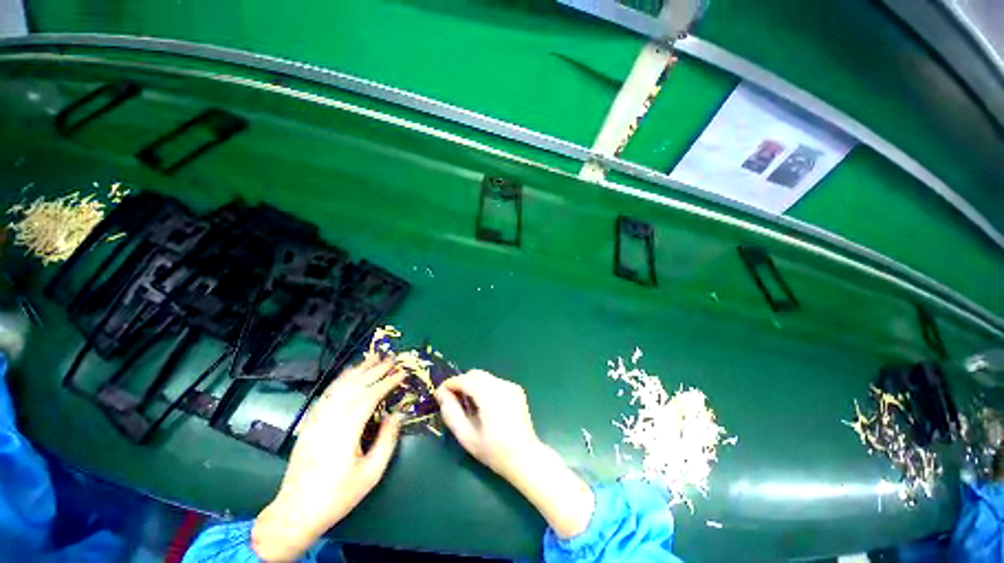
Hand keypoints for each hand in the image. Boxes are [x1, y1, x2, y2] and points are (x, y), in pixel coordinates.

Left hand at [252, 356, 405, 561]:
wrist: (297, 510)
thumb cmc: (338, 495)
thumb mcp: (371, 473)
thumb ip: (387, 440)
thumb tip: (397, 414)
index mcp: (346, 431)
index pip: (370, 396)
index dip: (387, 382)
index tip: (402, 372)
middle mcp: (330, 419)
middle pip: (355, 386)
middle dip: (376, 370)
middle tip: (392, 358)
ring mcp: (317, 419)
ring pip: (339, 386)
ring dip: (358, 370)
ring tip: (373, 357)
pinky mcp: (310, 422)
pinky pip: (327, 394)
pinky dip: (340, 380)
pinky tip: (349, 374)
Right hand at [434, 370, 541, 481]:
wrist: (525, 457)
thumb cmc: (494, 451)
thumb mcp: (467, 436)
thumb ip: (451, 413)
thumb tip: (440, 393)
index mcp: (491, 396)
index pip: (466, 380)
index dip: (451, 383)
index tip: (440, 393)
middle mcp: (502, 385)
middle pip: (476, 374)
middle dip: (461, 383)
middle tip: (453, 400)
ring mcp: (511, 386)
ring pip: (485, 377)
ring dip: (473, 385)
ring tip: (469, 405)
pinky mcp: (516, 389)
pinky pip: (494, 382)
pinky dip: (484, 388)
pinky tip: (485, 406)